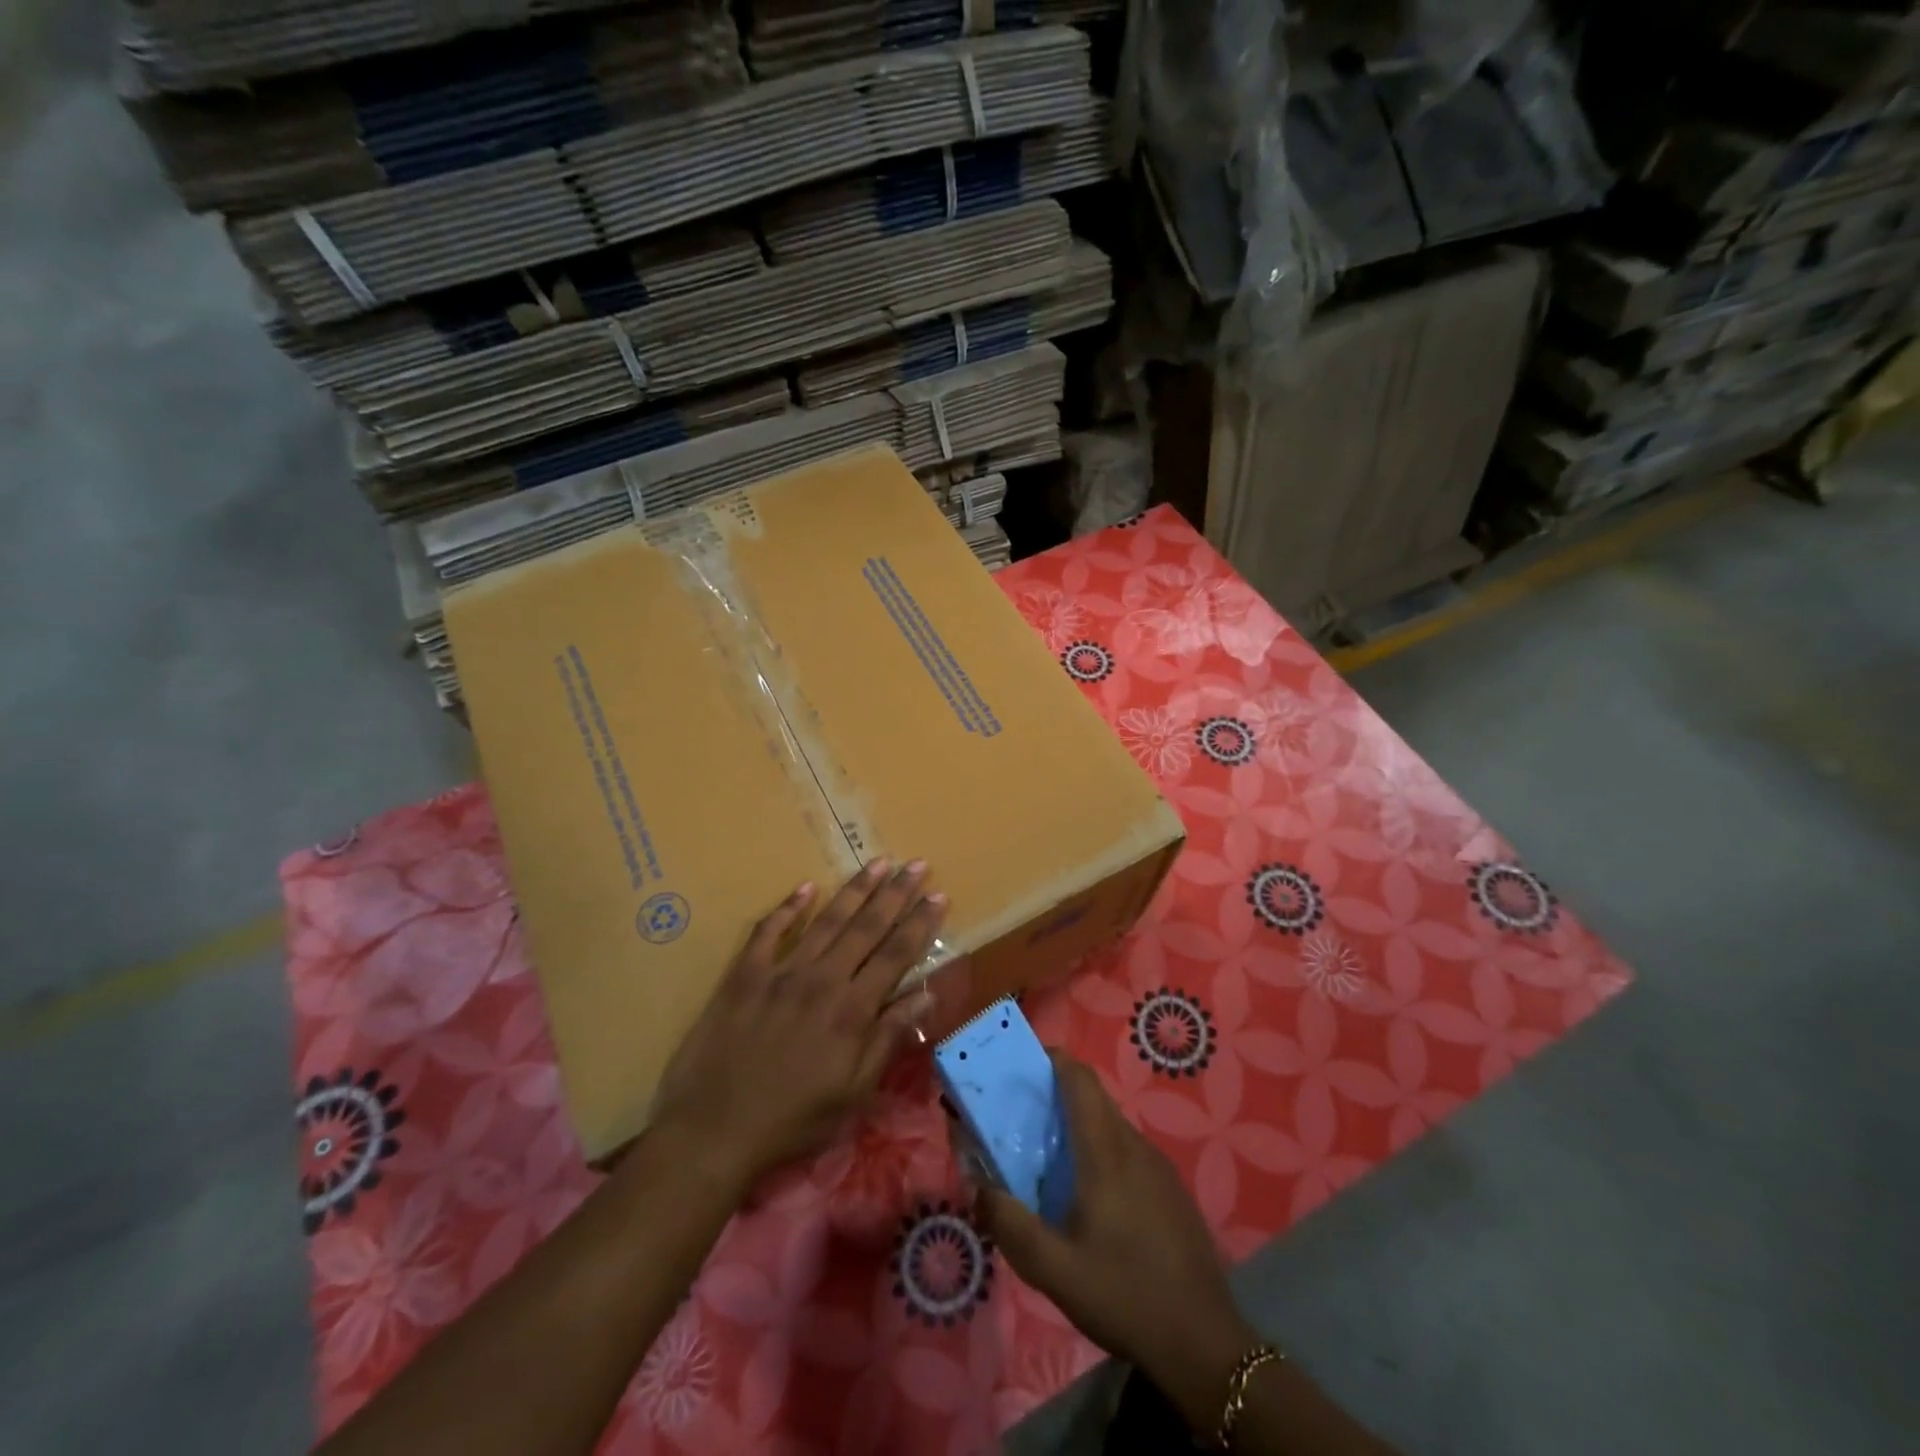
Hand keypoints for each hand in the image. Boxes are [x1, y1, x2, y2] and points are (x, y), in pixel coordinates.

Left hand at [646, 860, 945, 1195]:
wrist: (712, 1131)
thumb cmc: (792, 1120)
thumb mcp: (853, 1092)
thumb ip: (888, 1038)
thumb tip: (926, 995)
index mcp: (852, 1010)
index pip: (896, 954)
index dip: (920, 923)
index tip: (939, 894)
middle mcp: (822, 979)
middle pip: (866, 927)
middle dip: (895, 893)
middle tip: (917, 863)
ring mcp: (781, 972)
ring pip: (826, 920)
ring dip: (855, 889)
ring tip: (878, 862)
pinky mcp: (744, 974)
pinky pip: (768, 931)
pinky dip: (788, 907)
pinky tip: (806, 887)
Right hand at [979, 1055, 1257, 1430]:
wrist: (1203, 1343)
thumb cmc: (1123, 1295)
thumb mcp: (1053, 1269)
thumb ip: (1009, 1223)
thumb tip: (977, 1186)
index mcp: (1105, 1150)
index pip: (1080, 1078)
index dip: (1052, 1059)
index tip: (1021, 1064)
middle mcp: (1134, 1145)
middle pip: (1093, 1098)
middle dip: (1056, 1094)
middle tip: (1021, 1117)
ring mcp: (1159, 1166)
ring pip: (1111, 1125)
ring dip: (1079, 1125)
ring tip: (1049, 1158)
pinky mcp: (1171, 1189)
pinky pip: (1128, 1151)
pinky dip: (1101, 1150)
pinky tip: (1090, 1196)